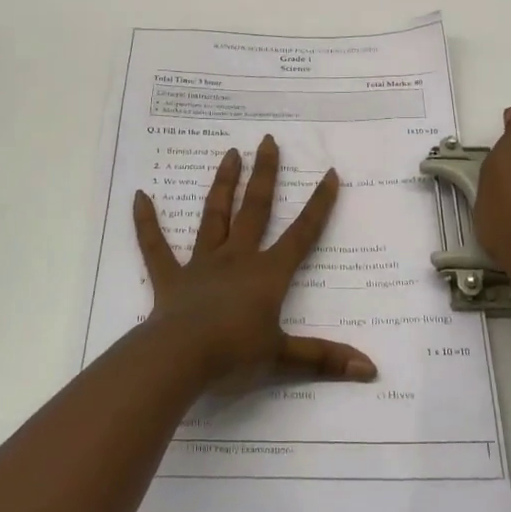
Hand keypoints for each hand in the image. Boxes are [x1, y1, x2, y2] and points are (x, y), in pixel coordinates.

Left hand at [132, 135, 377, 391]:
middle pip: (255, 209)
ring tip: (230, 154)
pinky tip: (140, 196)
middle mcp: (236, 259)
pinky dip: (147, 222)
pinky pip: (156, 246)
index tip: (329, 173)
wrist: (180, 358)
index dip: (318, 205)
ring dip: (223, 185)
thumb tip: (371, 370)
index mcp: (267, 274)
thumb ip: (324, 358)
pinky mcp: (171, 277)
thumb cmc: (234, 354)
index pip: (301, 235)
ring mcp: (201, 264)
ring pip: (214, 216)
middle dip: (265, 175)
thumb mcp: (283, 358)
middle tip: (268, 141)